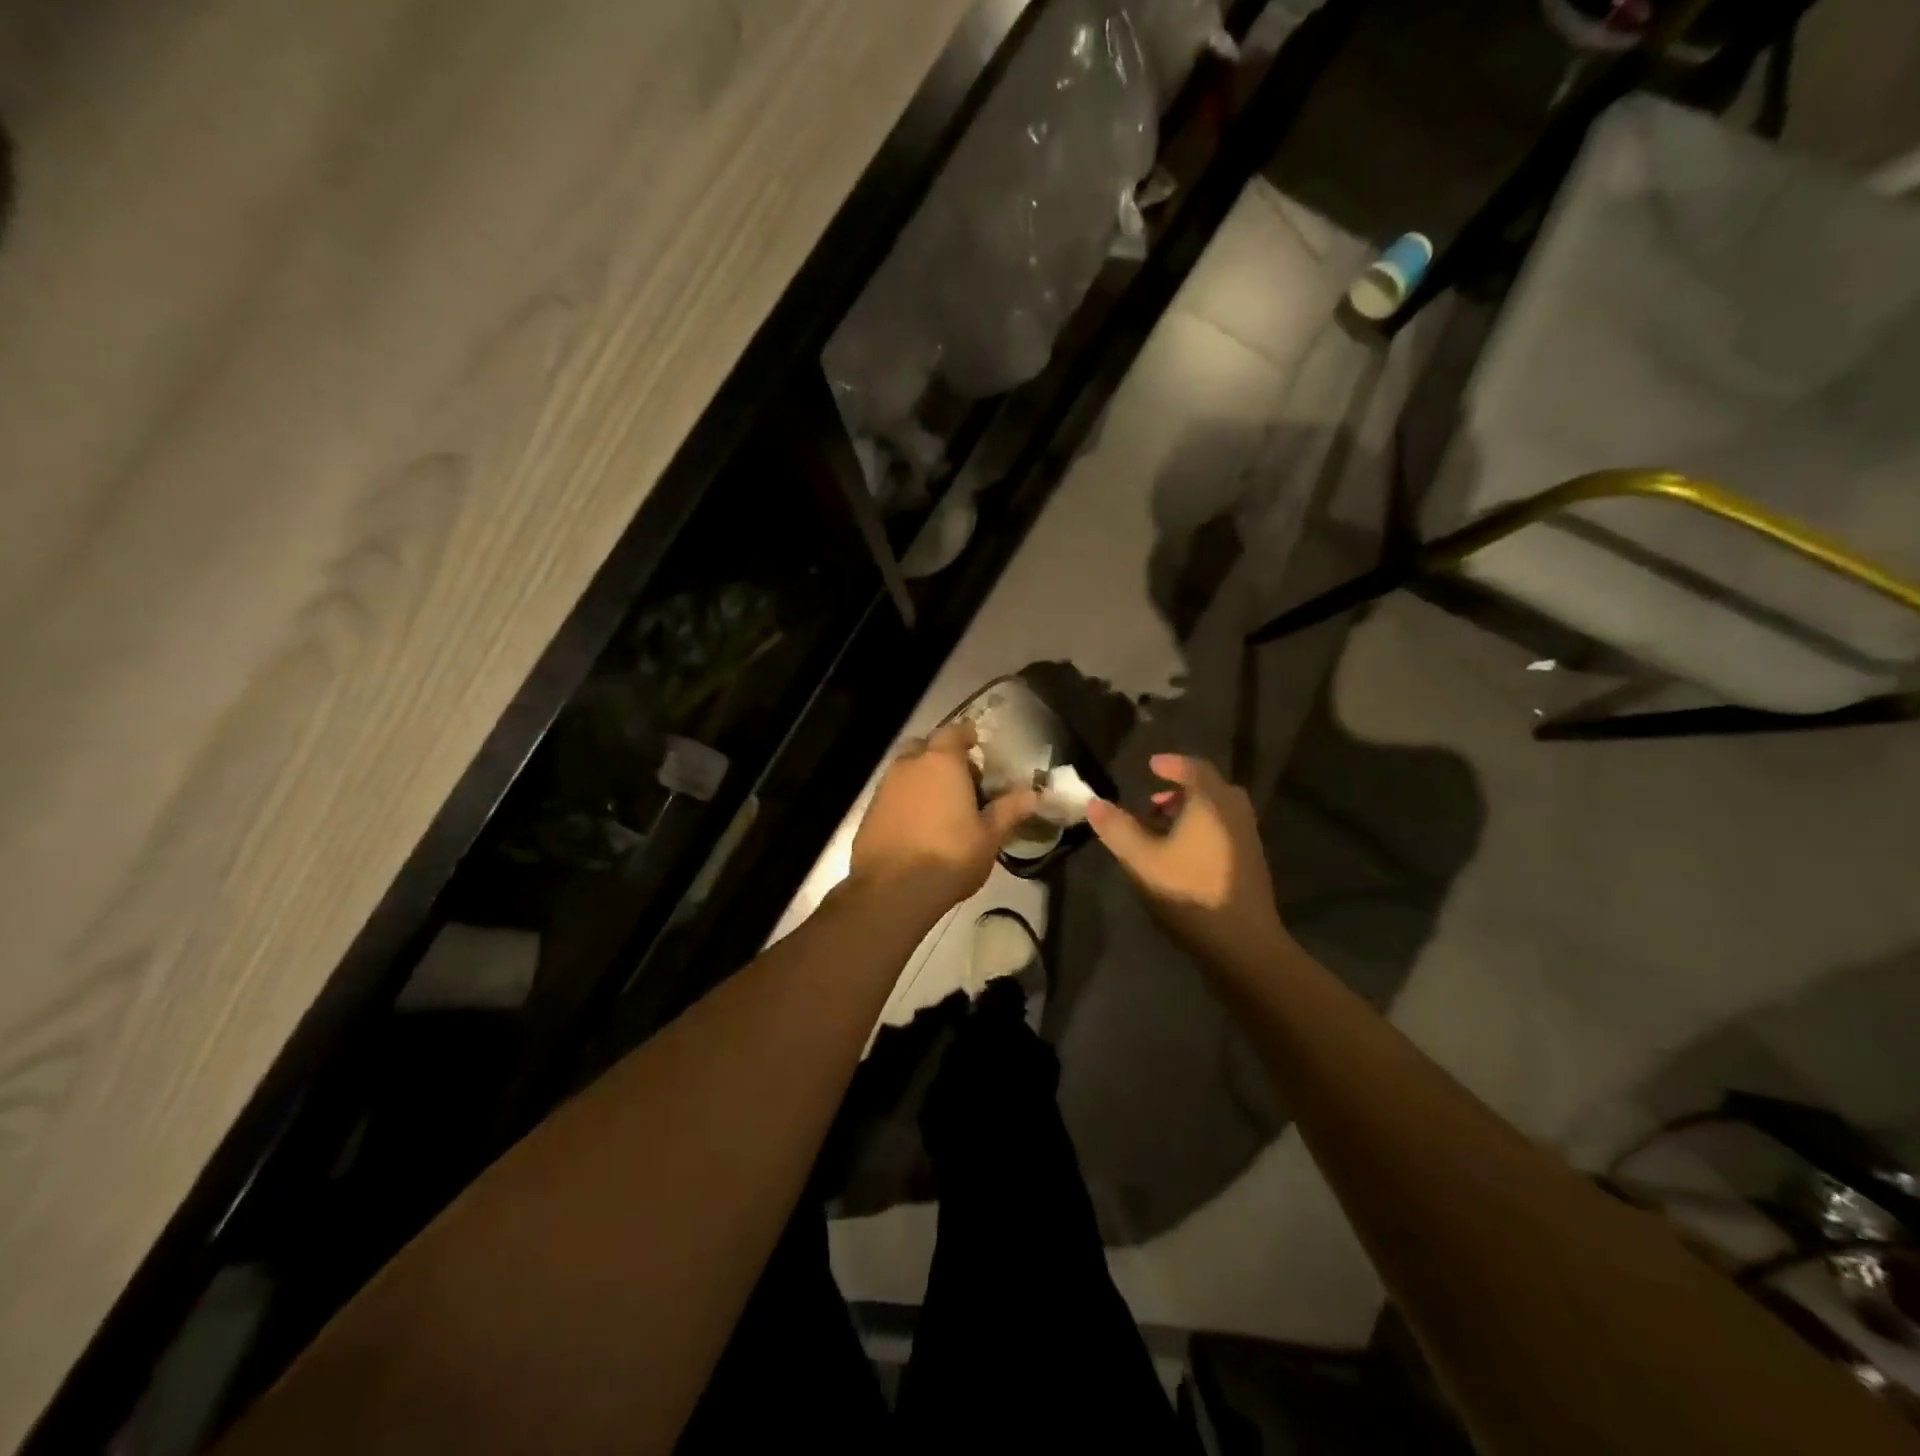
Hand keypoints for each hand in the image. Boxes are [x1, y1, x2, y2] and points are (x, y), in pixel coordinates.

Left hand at [849, 721, 1039, 915]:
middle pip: (925, 746)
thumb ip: (1009, 810)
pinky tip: (919, 825)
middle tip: (962, 780)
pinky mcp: (870, 810)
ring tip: (942, 806)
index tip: (977, 744)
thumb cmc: (950, 856)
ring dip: (922, 778)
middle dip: (941, 756)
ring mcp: (885, 787)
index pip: (954, 732)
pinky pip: (892, 793)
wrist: (892, 890)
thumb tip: (1035, 794)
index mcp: (941, 762)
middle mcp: (909, 765)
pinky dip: (906, 799)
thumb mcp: (989, 836)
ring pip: (906, 769)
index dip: (966, 736)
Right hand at [1086, 754, 1294, 974]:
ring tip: (1162, 829)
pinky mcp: (1251, 862)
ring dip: (1191, 811)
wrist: (1242, 941)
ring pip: (1218, 811)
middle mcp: (1234, 812)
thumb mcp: (1141, 858)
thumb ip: (1116, 828)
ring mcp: (1247, 837)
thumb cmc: (1188, 890)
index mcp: (1211, 802)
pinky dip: (1203, 828)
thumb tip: (1093, 803)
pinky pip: (1225, 829)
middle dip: (1180, 790)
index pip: (1193, 768)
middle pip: (1209, 788)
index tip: (1151, 765)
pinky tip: (1182, 854)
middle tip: (1153, 802)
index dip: (1171, 764)